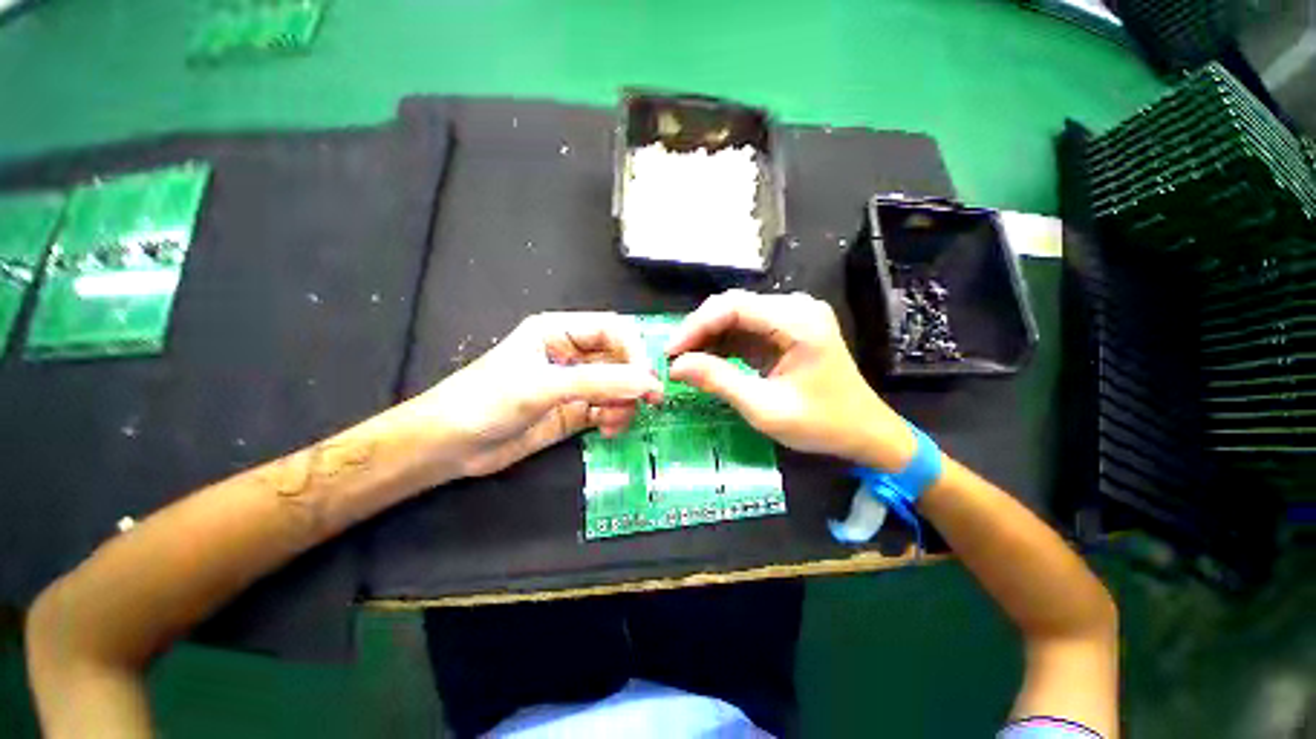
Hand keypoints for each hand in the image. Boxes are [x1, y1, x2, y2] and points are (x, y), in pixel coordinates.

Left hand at [417, 312, 662, 478]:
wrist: (452, 443)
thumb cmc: (488, 400)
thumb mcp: (542, 386)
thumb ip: (597, 383)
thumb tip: (649, 383)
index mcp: (556, 331)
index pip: (611, 329)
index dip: (634, 350)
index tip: (648, 378)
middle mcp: (566, 355)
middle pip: (617, 358)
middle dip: (633, 379)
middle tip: (648, 403)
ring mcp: (567, 387)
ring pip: (615, 388)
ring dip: (624, 403)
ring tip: (617, 421)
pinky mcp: (566, 416)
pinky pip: (603, 412)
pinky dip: (613, 419)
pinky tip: (609, 431)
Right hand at [666, 290, 914, 470]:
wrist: (865, 431)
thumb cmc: (821, 423)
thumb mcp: (766, 408)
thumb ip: (720, 381)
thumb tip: (676, 366)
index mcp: (798, 320)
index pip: (734, 306)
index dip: (696, 326)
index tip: (669, 353)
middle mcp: (798, 307)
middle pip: (735, 306)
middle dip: (701, 331)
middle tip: (673, 361)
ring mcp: (798, 316)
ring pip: (741, 316)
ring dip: (713, 338)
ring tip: (685, 364)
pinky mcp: (794, 329)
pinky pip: (753, 328)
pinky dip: (730, 344)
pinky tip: (710, 363)